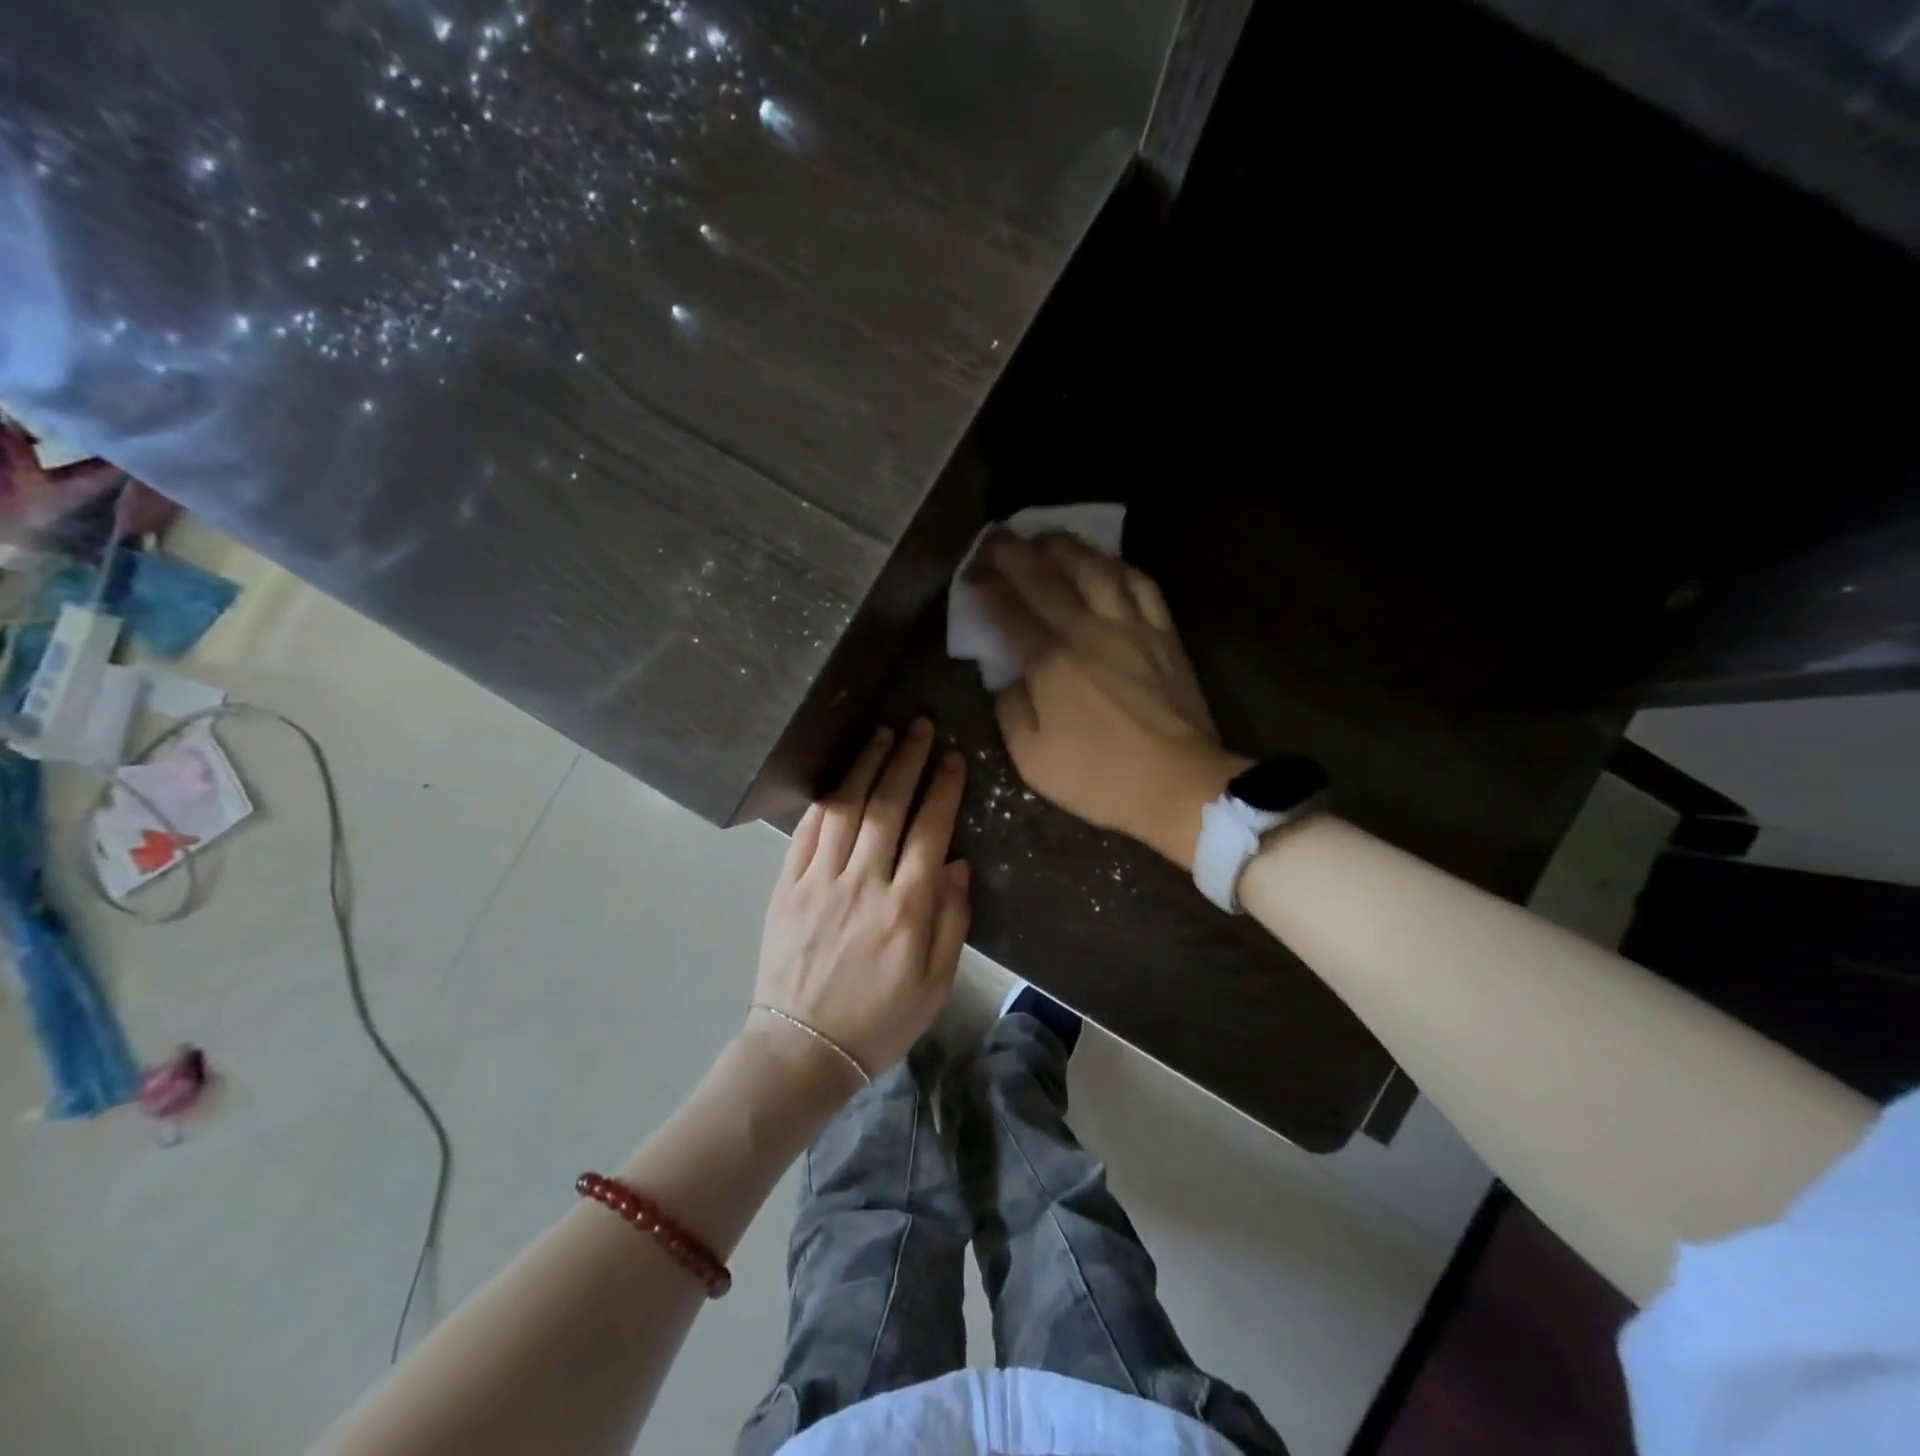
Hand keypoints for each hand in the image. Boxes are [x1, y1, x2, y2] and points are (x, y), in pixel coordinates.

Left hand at [752, 719, 970, 1086]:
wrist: (804, 1048)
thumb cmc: (880, 1019)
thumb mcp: (936, 983)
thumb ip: (951, 920)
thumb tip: (956, 863)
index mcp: (907, 909)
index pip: (930, 830)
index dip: (943, 787)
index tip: (952, 757)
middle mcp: (865, 883)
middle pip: (888, 806)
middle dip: (907, 760)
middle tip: (919, 726)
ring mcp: (821, 881)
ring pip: (848, 808)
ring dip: (867, 766)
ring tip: (883, 734)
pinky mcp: (788, 886)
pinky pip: (808, 831)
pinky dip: (826, 798)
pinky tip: (841, 777)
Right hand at [973, 532, 1247, 871]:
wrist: (1179, 785)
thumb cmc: (1100, 777)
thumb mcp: (1032, 759)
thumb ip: (1011, 710)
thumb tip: (1007, 676)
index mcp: (1050, 663)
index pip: (1009, 610)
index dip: (985, 586)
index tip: (971, 573)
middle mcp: (1088, 631)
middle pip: (1046, 577)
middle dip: (1014, 552)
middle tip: (995, 538)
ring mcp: (1131, 627)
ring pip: (1095, 568)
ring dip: (1065, 546)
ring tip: (1045, 536)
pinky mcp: (1164, 634)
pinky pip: (1141, 584)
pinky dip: (1118, 565)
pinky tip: (1105, 561)